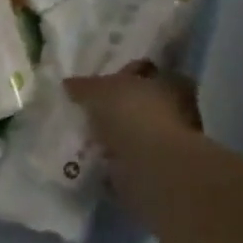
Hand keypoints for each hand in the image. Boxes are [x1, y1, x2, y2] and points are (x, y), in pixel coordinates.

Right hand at [63, 65, 204, 219]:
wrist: (150, 165)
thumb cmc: (132, 114)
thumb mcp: (99, 90)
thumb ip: (84, 86)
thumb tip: (68, 84)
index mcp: (168, 82)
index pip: (143, 73)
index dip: (121, 75)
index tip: (98, 83)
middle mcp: (174, 110)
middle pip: (138, 105)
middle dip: (114, 109)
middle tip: (86, 112)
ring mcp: (165, 143)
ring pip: (132, 134)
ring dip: (113, 137)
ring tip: (84, 138)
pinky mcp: (153, 170)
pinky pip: (126, 160)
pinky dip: (111, 161)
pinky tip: (91, 160)